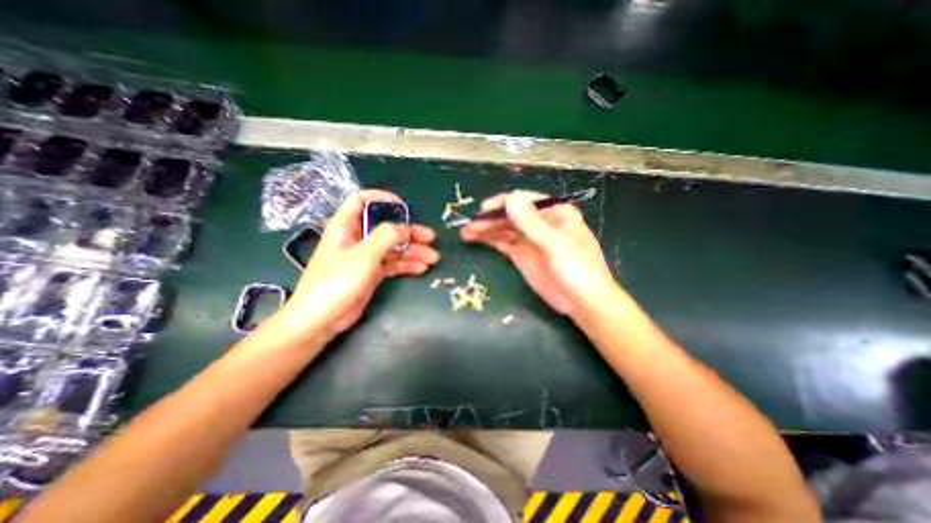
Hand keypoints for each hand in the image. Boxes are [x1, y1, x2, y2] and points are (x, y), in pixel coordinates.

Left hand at [276, 191, 439, 343]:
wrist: (321, 319)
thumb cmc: (337, 282)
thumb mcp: (364, 255)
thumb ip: (386, 236)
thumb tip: (405, 228)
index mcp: (347, 226)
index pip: (362, 201)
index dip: (383, 199)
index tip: (405, 208)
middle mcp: (357, 238)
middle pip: (387, 227)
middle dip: (410, 232)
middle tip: (431, 239)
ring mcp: (365, 256)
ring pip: (393, 247)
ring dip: (413, 251)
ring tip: (433, 258)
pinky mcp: (372, 273)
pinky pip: (393, 263)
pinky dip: (407, 265)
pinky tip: (421, 269)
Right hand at [461, 191, 620, 316]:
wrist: (584, 304)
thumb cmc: (578, 272)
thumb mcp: (556, 246)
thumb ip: (532, 223)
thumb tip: (510, 198)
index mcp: (555, 212)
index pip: (524, 200)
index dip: (503, 203)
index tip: (484, 210)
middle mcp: (541, 222)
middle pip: (511, 214)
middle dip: (490, 218)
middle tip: (469, 225)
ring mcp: (530, 239)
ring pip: (504, 228)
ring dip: (486, 229)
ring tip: (466, 233)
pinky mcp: (522, 254)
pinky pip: (503, 242)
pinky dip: (490, 240)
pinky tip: (476, 239)